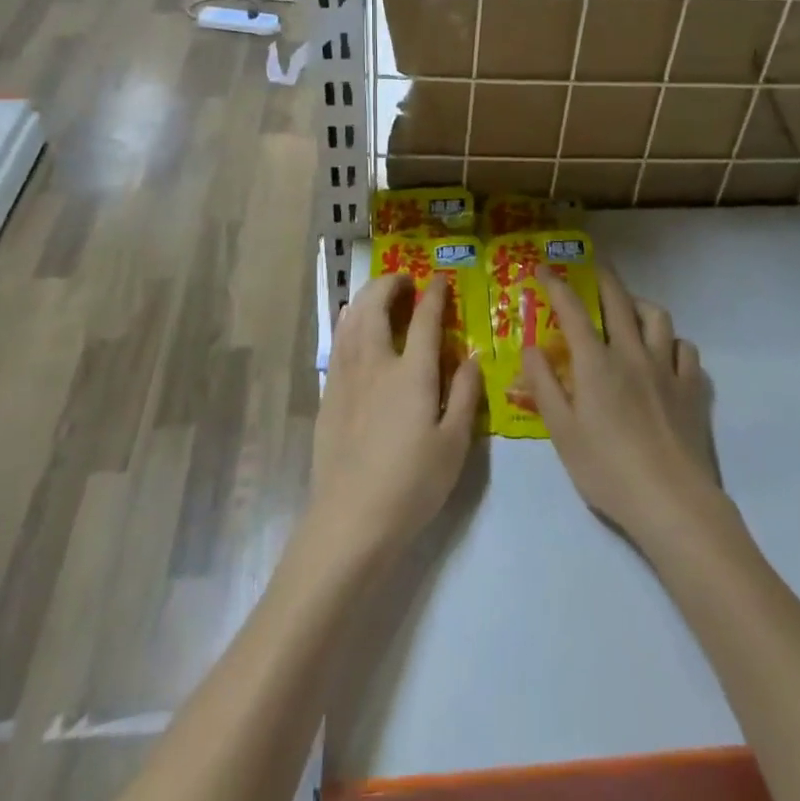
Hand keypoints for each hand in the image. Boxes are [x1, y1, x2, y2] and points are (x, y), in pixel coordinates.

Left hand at [308, 274, 482, 564]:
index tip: (440, 280)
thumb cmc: (412, 484)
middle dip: (390, 284)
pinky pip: (338, 342)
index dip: (434, 294)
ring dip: (367, 298)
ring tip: (381, 297)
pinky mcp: (328, 394)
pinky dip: (350, 322)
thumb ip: (464, 394)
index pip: (424, 318)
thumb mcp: (454, 444)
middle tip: (405, 282)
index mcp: (411, 372)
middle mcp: (375, 363)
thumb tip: (471, 358)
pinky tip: (357, 332)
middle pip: (376, 305)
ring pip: (351, 319)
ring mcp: (346, 376)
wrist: (350, 520)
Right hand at [522, 266, 721, 546]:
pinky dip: (673, 342)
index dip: (556, 285)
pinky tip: (666, 353)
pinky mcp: (692, 388)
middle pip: (618, 300)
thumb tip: (530, 347)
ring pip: (657, 317)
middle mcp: (632, 354)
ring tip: (630, 309)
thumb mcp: (562, 433)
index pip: (572, 310)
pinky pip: (686, 349)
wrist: (671, 501)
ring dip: (640, 305)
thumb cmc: (607, 470)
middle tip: (592, 266)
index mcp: (596, 363)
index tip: (543, 268)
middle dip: (602, 277)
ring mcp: (667, 368)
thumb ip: (544, 386)